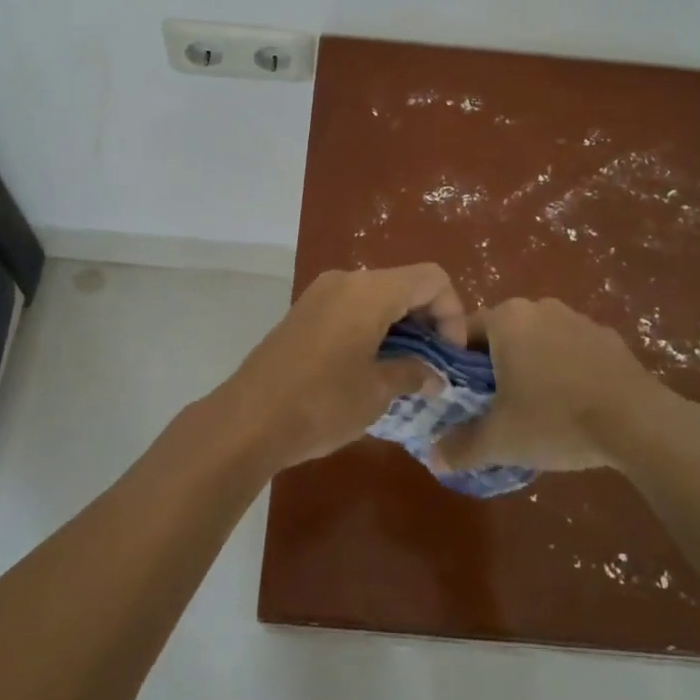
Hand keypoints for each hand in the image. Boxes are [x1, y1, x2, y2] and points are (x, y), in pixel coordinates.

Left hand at [216, 263, 468, 471]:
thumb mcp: (377, 392)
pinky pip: (352, 306)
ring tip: (406, 369)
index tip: (449, 356)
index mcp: (369, 292)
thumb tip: (435, 376)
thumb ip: (413, 373)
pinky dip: (373, 326)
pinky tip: (372, 365)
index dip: (452, 313)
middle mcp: (346, 281)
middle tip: (433, 365)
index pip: (431, 279)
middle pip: (404, 283)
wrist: (247, 420)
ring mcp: (320, 293)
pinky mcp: (304, 311)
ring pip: (378, 295)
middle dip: (427, 319)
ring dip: (400, 325)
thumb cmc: (321, 404)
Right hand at [432, 297, 699, 474]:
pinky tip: (573, 406)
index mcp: (506, 318)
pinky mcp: (609, 338)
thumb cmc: (556, 419)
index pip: (463, 333)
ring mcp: (578, 319)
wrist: (640, 423)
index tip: (463, 398)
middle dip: (495, 367)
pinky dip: (565, 371)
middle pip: (501, 335)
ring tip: (536, 409)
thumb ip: (461, 446)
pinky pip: (572, 350)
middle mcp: (539, 307)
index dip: (456, 366)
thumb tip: (432, 458)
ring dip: (531, 367)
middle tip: (496, 407)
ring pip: (538, 341)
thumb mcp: (500, 440)